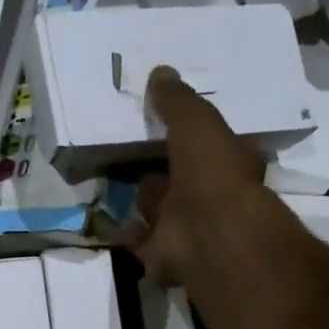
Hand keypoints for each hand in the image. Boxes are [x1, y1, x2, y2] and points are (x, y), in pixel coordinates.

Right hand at [124, 66, 297, 292]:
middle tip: (127, 154)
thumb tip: (159, 72)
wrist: (206, 235)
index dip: (183, 138)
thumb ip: (177, 101)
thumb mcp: (197, 123)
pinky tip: (103, 216)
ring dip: (141, 202)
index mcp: (225, 166)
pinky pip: (137, 240)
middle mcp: (208, 199)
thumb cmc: (212, 173)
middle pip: (177, 183)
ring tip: (110, 182)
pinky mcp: (161, 256)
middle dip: (157, 173)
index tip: (158, 125)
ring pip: (158, 212)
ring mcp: (186, 231)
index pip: (203, 149)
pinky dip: (123, 231)